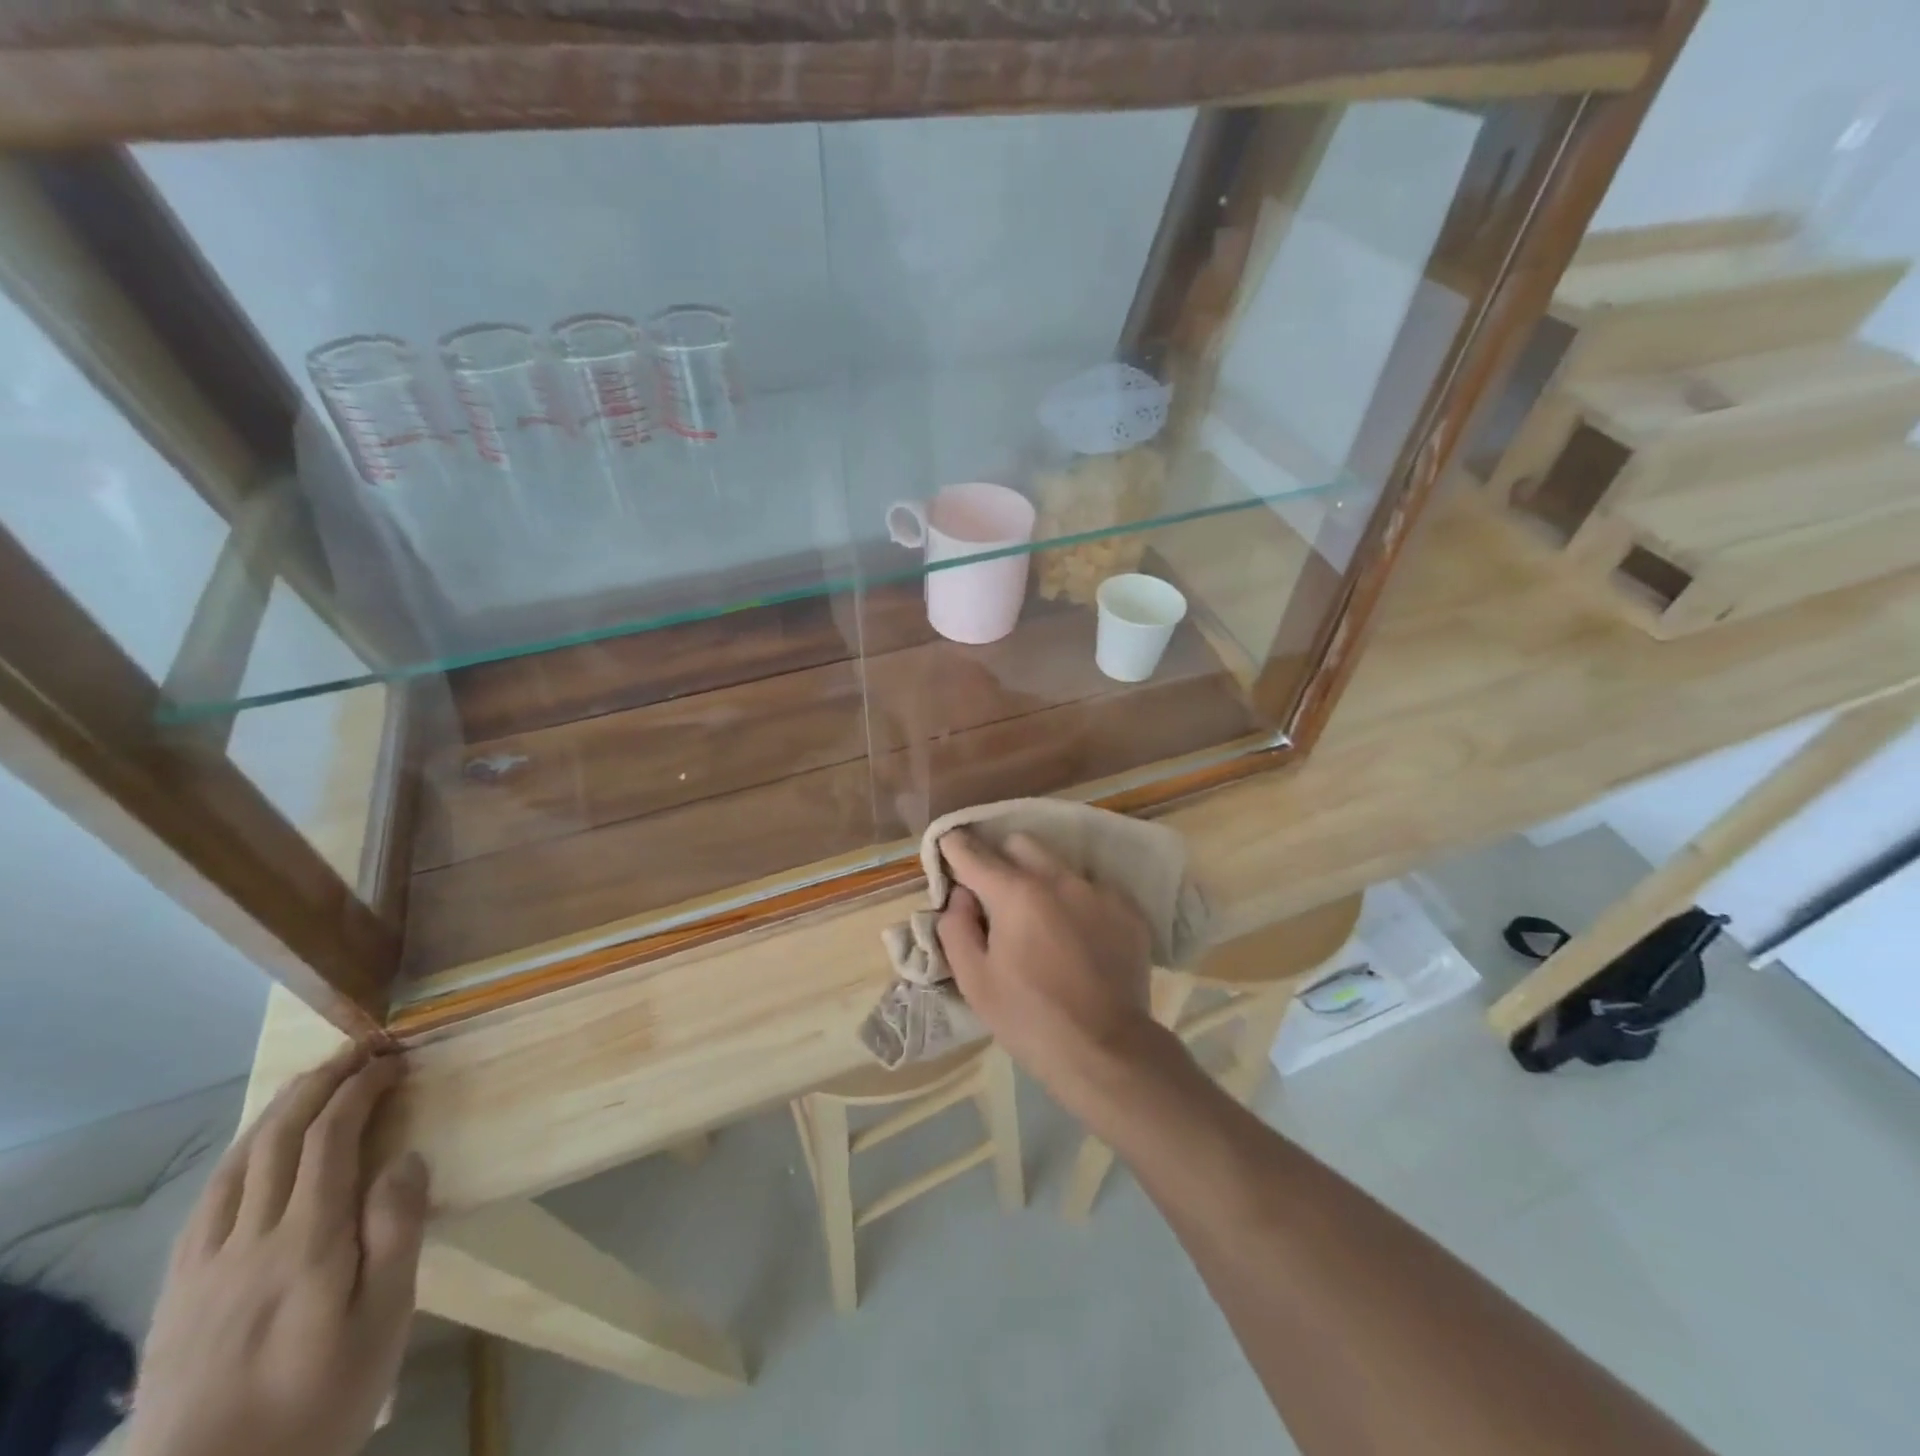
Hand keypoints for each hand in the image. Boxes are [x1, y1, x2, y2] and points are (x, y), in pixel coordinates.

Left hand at [125, 1048, 429, 1455]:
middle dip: (322, 1081)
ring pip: (239, 1161)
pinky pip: (207, 1201)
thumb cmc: (321, 1397)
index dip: (362, 1088)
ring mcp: (204, 1264)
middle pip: (281, 1137)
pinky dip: (240, 1154)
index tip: (394, 1059)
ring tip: (314, 1079)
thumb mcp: (384, 1320)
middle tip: (360, 1048)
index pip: (332, 1138)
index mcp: (307, 1242)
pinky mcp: (177, 1290)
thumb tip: (405, 1159)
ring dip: (279, 1108)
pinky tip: (256, 1148)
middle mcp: (249, 1239)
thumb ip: (396, 1233)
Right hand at [935, 828, 1157, 1105]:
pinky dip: (1076, 903)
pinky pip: (1091, 889)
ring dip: (1041, 881)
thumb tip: (961, 895)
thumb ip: (956, 927)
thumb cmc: (1029, 1019)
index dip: (955, 847)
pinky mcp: (1127, 909)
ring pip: (1058, 865)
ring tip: (1041, 922)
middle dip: (1001, 859)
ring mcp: (1099, 891)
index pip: (974, 853)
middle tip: (995, 896)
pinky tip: (1077, 938)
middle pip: (1020, 844)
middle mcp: (1059, 879)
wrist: (1108, 1051)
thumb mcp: (974, 981)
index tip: (948, 847)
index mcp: (1016, 894)